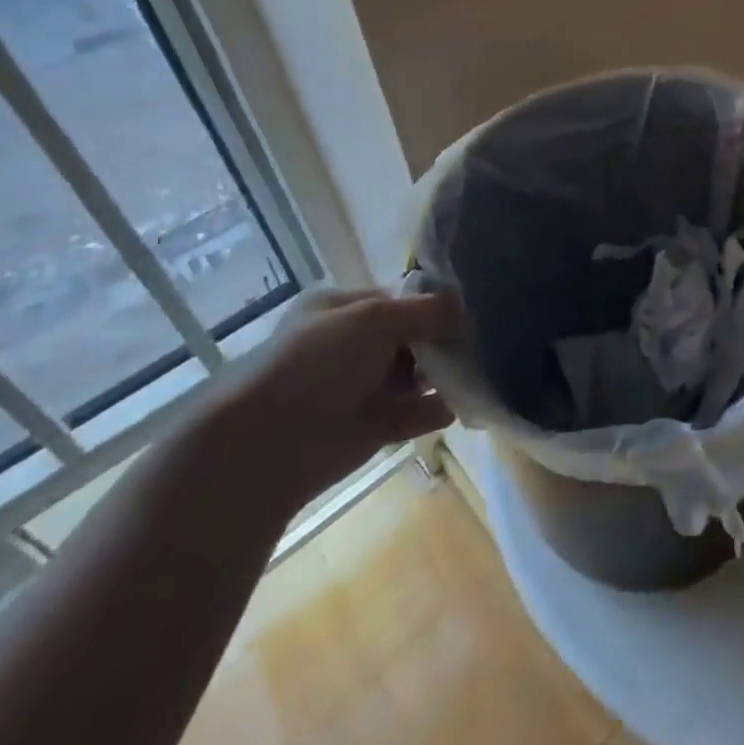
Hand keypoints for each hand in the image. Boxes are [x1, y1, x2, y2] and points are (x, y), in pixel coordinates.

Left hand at [195, 286, 465, 518]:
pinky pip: (411, 414)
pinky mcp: (368, 428)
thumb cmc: (319, 363)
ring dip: (441, 376)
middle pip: (409, 338)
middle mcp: (349, 345)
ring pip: (412, 376)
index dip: (431, 304)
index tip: (466, 312)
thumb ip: (426, 310)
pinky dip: (434, 411)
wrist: (268, 445)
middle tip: (475, 345)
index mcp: (340, 309)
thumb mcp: (376, 318)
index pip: (397, 299)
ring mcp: (358, 388)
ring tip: (475, 373)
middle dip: (440, 341)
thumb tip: (463, 308)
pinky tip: (459, 406)